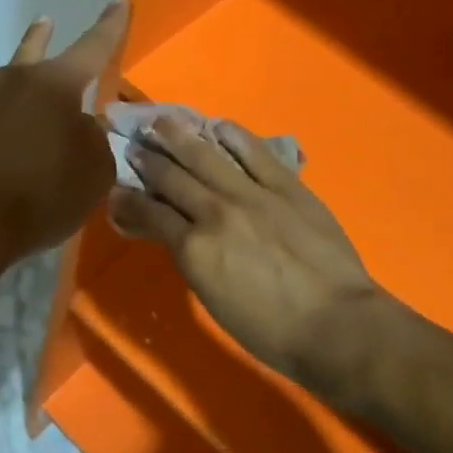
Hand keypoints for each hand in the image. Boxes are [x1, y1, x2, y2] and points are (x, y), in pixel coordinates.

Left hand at [0, 1, 129, 260]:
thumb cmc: (41, 195)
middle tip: (47, 22)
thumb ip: (97, 138)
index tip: (119, 2)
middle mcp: (14, 80)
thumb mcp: (94, 171)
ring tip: (27, 87)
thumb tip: (84, 123)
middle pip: (36, 51)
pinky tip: (3, 132)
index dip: (110, 25)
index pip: (93, 46)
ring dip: (22, 83)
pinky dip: (2, 115)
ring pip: (9, 81)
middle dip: (45, 37)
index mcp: (55, 84)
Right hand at [108, 115, 381, 385]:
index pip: (151, 213)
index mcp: (194, 247)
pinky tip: (218, 126)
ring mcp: (252, 194)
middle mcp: (215, 211)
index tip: (116, 188)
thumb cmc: (270, 329)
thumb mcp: (213, 299)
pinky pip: (255, 153)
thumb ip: (188, 259)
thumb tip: (170, 234)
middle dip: (147, 160)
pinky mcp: (287, 186)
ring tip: (162, 122)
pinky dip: (235, 137)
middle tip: (133, 145)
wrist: (336, 324)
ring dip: (180, 137)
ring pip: (207, 156)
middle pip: (172, 178)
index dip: (129, 199)